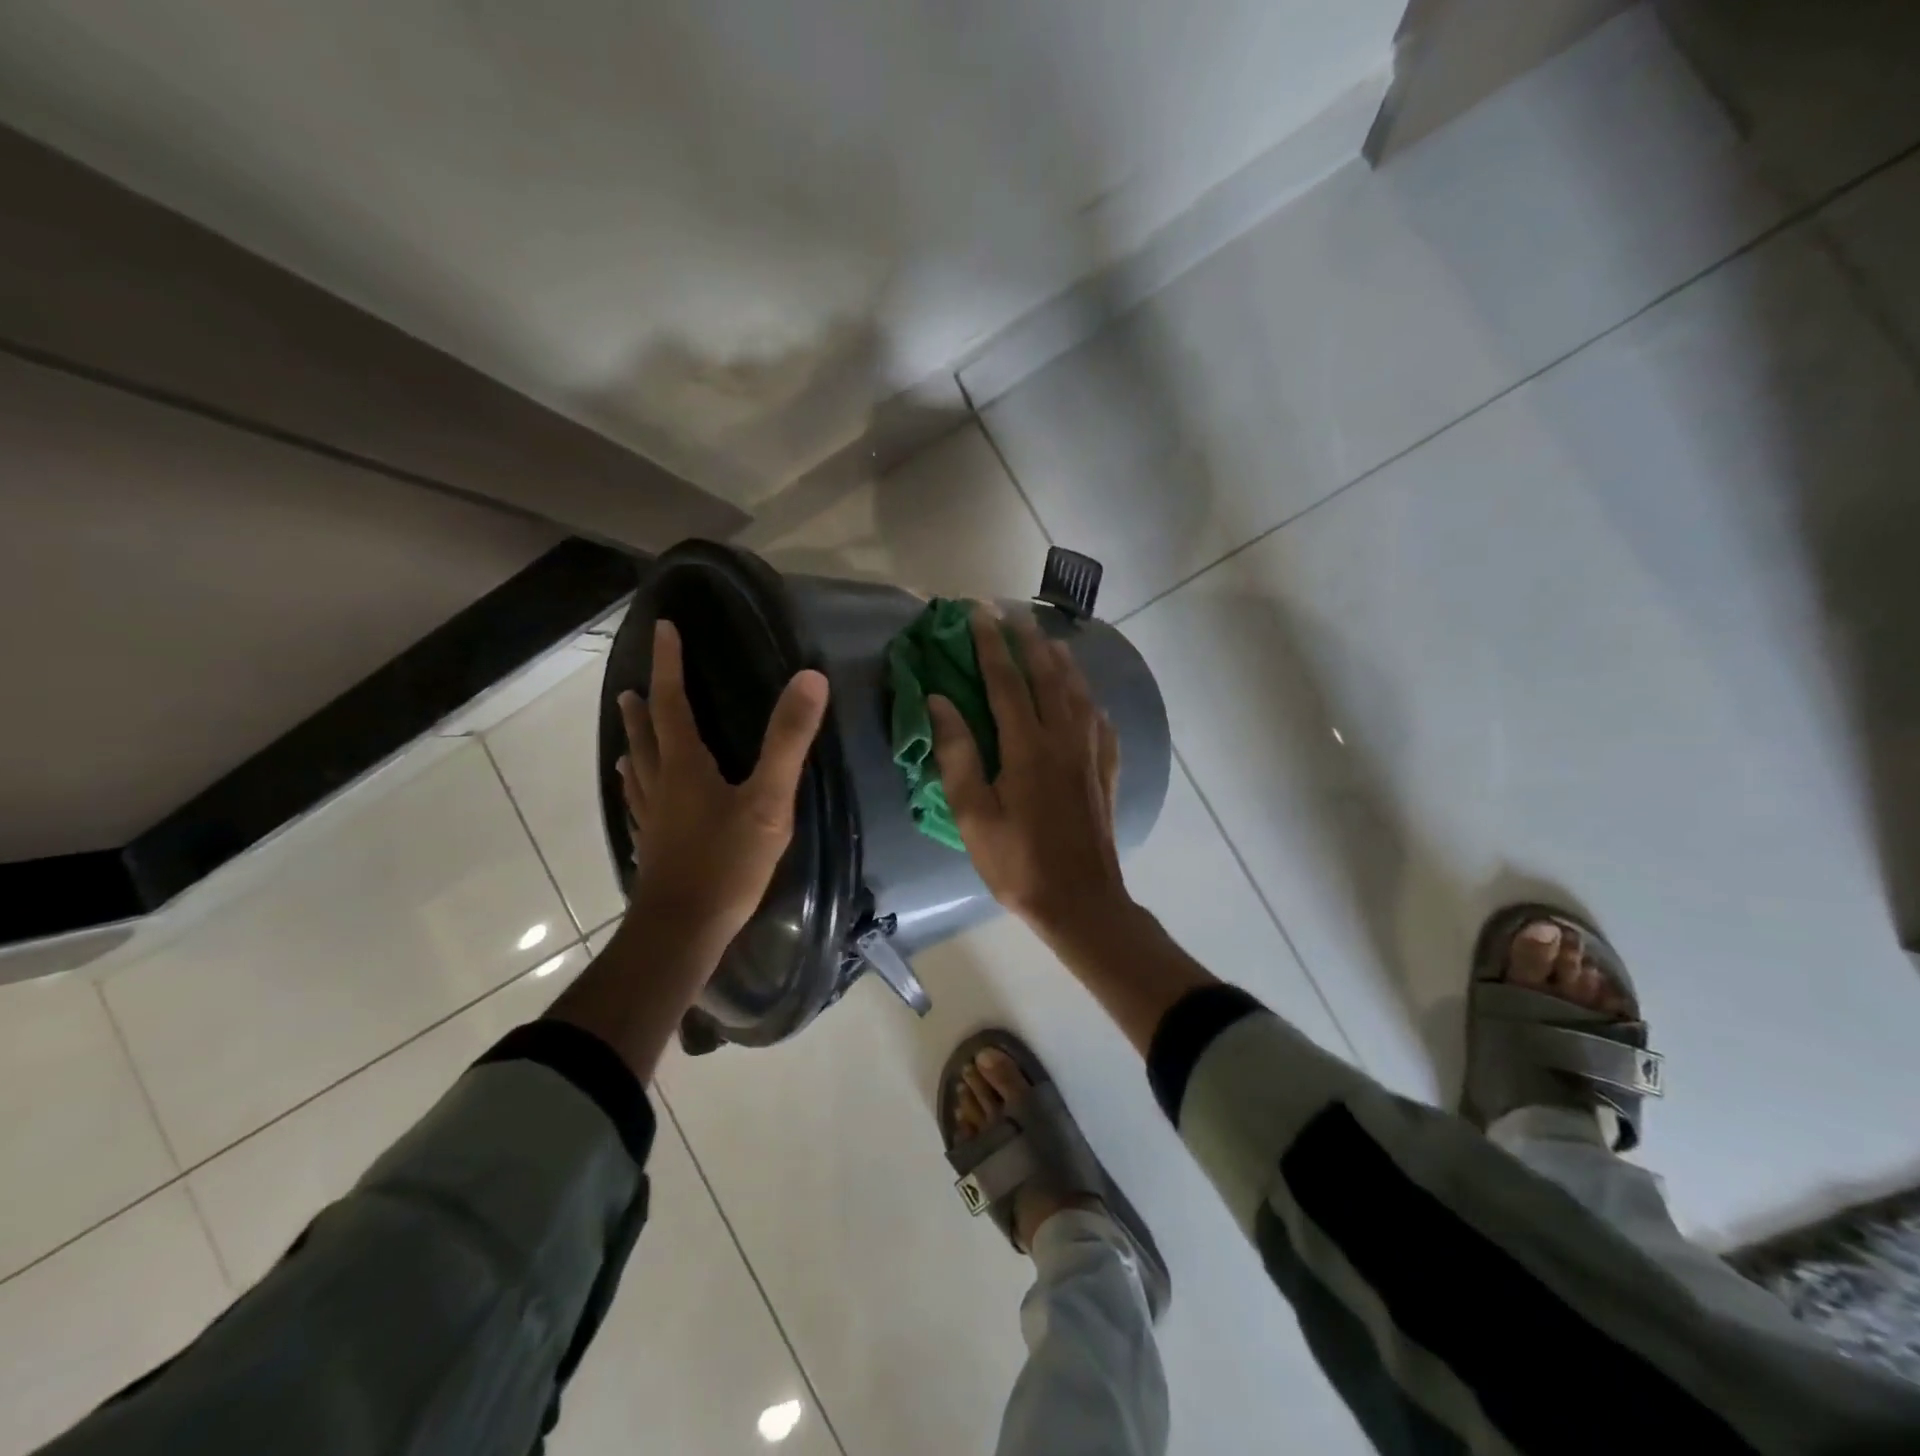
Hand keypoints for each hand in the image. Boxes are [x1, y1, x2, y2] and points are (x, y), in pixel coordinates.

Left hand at [617, 619, 829, 953]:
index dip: (668, 664)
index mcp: (684, 766)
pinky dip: (639, 787)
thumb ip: (788, 740)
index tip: (663, 628)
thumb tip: (809, 678)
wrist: (683, 931)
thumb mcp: (768, 800)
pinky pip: (641, 804)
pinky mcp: (654, 847)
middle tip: (636, 684)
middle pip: (647, 735)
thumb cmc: (727, 862)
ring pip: (639, 771)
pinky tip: (641, 798)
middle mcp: (661, 785)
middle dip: (646, 704)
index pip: (672, 702)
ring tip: (629, 729)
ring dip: (635, 743)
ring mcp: (653, 819)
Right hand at [929, 608, 1130, 937]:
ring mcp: (1091, 751)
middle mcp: (1064, 736)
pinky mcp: (1106, 768)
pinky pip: (1099, 716)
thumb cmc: (1017, 862)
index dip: (989, 643)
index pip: (1006, 679)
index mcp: (1027, 745)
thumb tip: (939, 701)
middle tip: (1009, 611)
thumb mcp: (973, 815)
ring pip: (1077, 689)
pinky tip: (1083, 693)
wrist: (1081, 901)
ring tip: (1044, 639)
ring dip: (1059, 658)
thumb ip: (957, 755)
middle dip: (1026, 638)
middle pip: (1046, 673)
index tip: (975, 612)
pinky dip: (1086, 693)